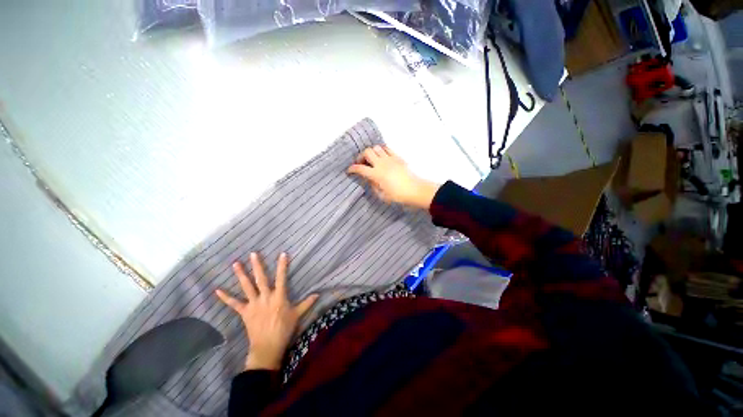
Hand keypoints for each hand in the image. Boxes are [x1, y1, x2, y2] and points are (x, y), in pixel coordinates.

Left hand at [216, 252, 317, 370]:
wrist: (268, 347)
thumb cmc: (284, 329)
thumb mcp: (298, 315)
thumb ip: (307, 303)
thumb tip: (318, 294)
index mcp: (279, 297)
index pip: (282, 277)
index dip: (282, 265)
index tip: (282, 254)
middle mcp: (265, 297)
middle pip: (261, 278)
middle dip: (257, 265)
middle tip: (253, 253)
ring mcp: (253, 304)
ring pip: (247, 286)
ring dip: (241, 275)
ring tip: (235, 264)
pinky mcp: (244, 312)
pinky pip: (234, 304)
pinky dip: (226, 297)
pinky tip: (217, 290)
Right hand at [347, 145, 439, 209]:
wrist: (415, 190)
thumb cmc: (397, 196)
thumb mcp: (382, 195)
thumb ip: (373, 186)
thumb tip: (370, 179)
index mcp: (376, 174)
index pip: (360, 168)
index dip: (352, 169)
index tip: (349, 171)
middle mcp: (381, 163)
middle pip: (367, 152)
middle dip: (361, 157)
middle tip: (361, 164)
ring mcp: (390, 159)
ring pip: (376, 148)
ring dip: (372, 153)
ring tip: (372, 160)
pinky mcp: (397, 157)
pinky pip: (387, 148)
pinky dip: (382, 150)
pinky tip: (382, 157)